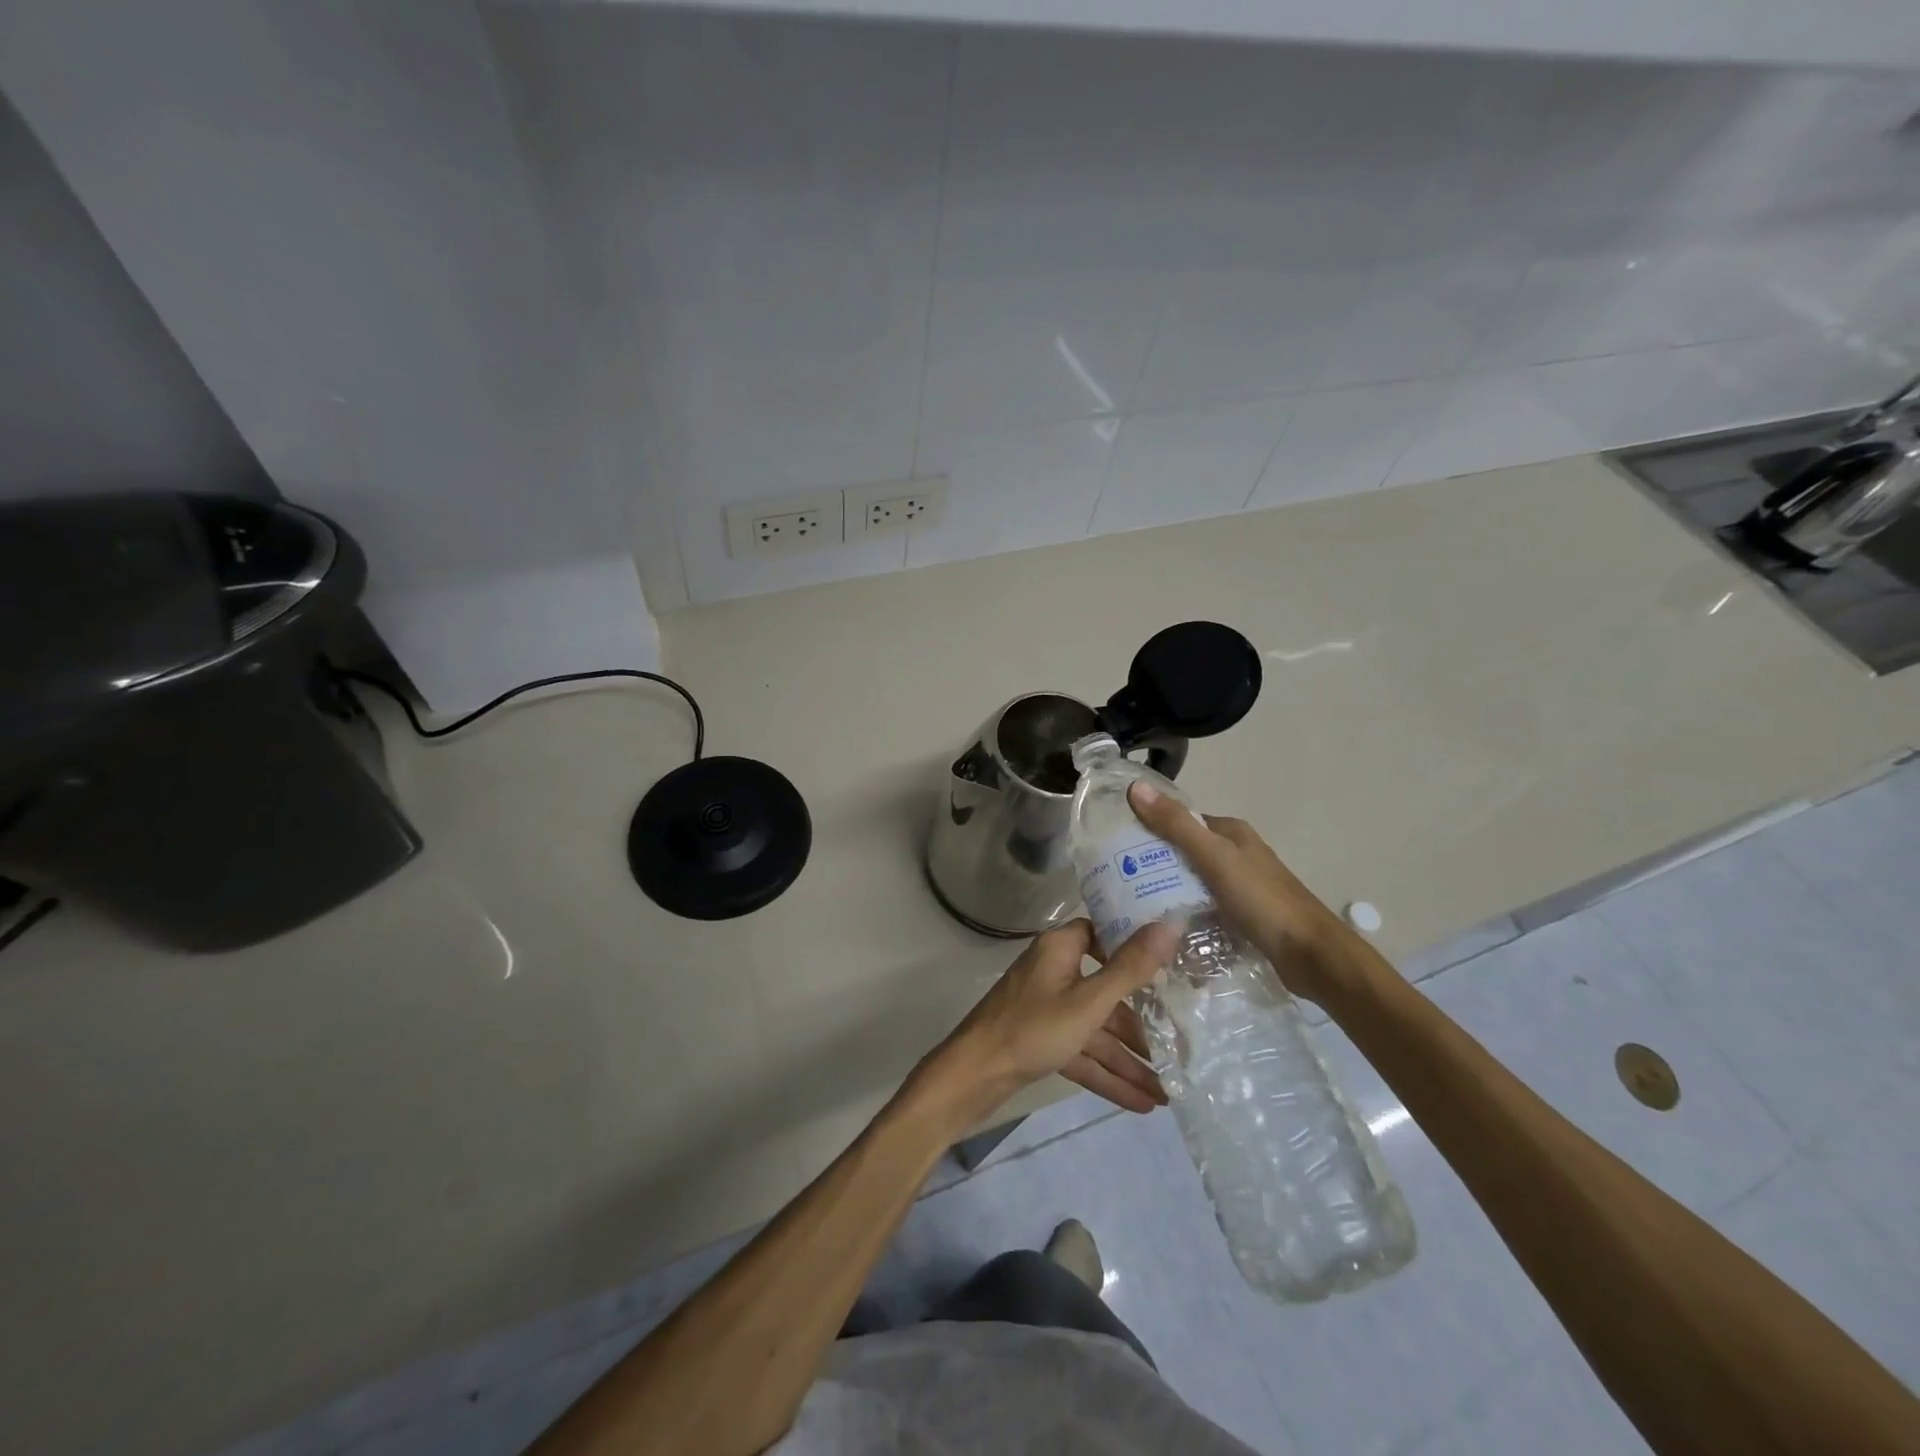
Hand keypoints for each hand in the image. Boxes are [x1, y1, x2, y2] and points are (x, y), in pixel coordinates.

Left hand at [920, 919, 1176, 1123]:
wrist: (972, 1077)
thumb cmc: (1032, 1028)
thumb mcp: (1088, 1002)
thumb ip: (1130, 968)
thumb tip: (1170, 924)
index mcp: (1061, 949)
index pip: (1103, 934)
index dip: (1134, 946)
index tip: (1173, 962)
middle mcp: (1054, 971)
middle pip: (1106, 990)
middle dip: (1141, 1023)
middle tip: (1182, 1043)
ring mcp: (1047, 1008)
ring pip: (1096, 1029)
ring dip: (1129, 1059)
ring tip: (1170, 1091)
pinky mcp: (1042, 1040)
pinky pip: (1083, 1053)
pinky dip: (1107, 1075)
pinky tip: (1143, 1104)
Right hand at [1127, 780, 1372, 1006]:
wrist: (1313, 956)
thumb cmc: (1263, 901)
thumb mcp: (1214, 858)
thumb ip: (1176, 825)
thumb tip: (1135, 788)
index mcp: (1231, 832)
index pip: (1181, 820)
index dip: (1150, 827)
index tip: (1117, 845)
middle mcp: (1237, 854)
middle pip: (1185, 852)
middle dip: (1155, 863)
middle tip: (1119, 881)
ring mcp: (1241, 887)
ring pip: (1194, 882)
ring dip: (1170, 891)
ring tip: (1132, 907)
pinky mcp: (1244, 917)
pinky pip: (1205, 908)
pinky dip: (1187, 914)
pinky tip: (1166, 929)